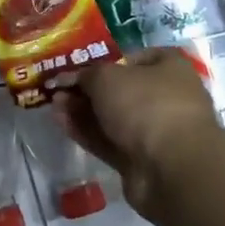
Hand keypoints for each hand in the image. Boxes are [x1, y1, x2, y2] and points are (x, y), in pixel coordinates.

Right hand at [52, 49, 222, 217]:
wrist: (171, 167)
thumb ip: (84, 75)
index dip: (102, 60)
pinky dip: (86, 132)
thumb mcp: (107, 77)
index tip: (76, 67)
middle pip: (119, 90)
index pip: (132, 58)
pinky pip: (109, 141)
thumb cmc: (145, 104)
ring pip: (111, 117)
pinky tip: (61, 122)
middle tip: (58, 88)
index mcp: (169, 68)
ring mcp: (154, 131)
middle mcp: (166, 97)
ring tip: (53, 104)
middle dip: (86, 89)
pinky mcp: (140, 160)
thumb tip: (67, 79)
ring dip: (82, 110)